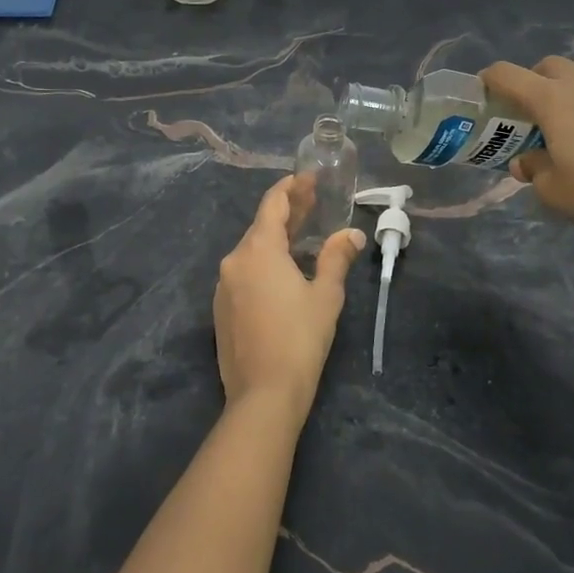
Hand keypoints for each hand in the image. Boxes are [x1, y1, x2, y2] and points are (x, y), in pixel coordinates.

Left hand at [213, 176, 365, 423]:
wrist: (263, 394)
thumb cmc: (300, 338)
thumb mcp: (325, 295)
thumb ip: (336, 258)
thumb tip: (351, 234)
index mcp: (258, 250)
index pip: (272, 204)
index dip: (291, 188)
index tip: (308, 178)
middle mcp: (234, 260)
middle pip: (260, 226)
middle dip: (287, 212)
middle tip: (313, 201)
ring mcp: (223, 285)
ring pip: (251, 250)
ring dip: (275, 238)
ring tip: (303, 234)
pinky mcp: (221, 308)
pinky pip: (244, 272)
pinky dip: (264, 262)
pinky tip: (283, 271)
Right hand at [481, 57, 573, 261]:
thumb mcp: (551, 190)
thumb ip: (533, 168)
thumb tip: (527, 161)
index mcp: (549, 100)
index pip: (506, 74)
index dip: (489, 80)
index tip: (485, 93)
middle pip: (546, 65)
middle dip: (532, 81)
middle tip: (530, 112)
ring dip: (569, 83)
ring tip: (572, 112)